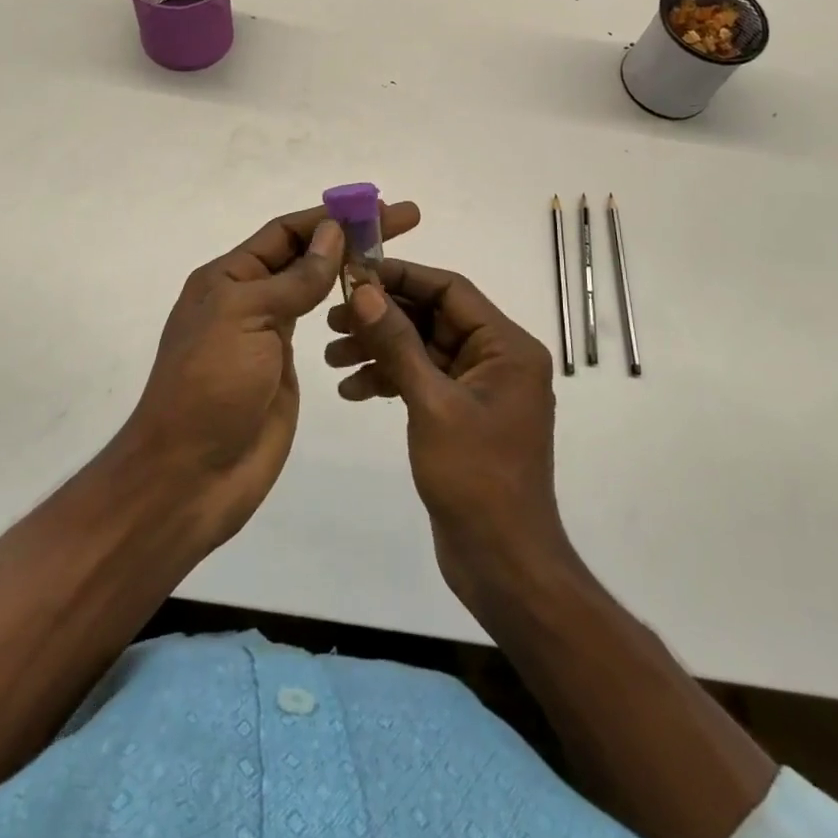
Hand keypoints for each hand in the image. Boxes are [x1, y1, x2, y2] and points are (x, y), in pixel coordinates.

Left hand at [119, 200, 420, 551]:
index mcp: (230, 277)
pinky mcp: (285, 367)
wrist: (190, 476)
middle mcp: (249, 297)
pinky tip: (375, 307)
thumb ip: (294, 278)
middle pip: (306, 254)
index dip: (332, 215)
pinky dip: (347, 310)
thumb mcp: (246, 317)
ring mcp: (268, 333)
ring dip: (352, 270)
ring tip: (396, 262)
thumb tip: (332, 232)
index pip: (287, 231)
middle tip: (405, 221)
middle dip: (351, 236)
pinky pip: (320, 326)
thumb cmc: (210, 385)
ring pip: (315, 287)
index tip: (377, 206)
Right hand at [325, 260, 570, 612]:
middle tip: (331, 318)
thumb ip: (397, 343)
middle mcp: (497, 358)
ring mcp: (478, 387)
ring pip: (422, 349)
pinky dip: (389, 380)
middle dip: (382, 317)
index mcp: (506, 346)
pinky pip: (422, 380)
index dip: (402, 277)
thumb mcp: (431, 404)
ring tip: (331, 357)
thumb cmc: (476, 478)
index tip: (355, 273)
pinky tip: (352, 390)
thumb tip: (364, 290)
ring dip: (379, 350)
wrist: (502, 564)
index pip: (450, 290)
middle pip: (432, 317)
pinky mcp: (461, 414)